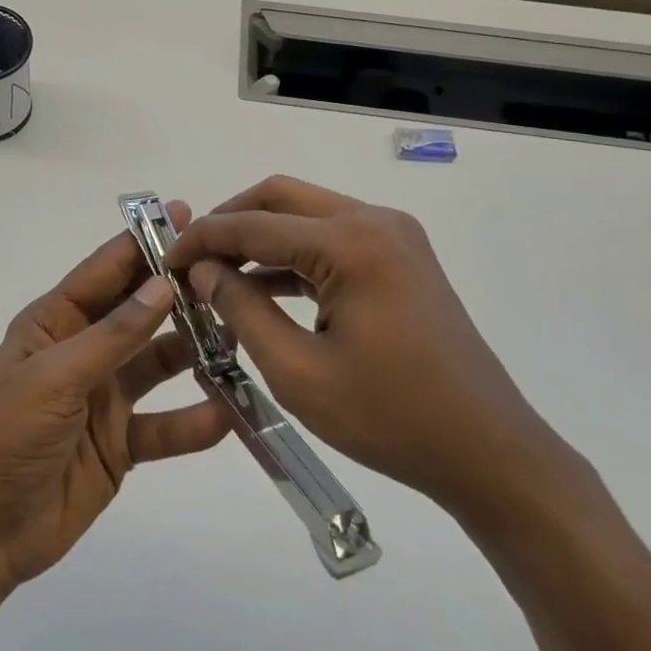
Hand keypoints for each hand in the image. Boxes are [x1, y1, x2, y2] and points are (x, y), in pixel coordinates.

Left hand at [0, 204, 229, 595]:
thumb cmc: (6, 436)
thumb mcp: (55, 377)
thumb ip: (113, 335)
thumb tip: (162, 284)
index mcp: (54, 324)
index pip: (103, 273)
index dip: (141, 243)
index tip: (185, 214)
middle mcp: (82, 352)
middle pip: (136, 313)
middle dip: (176, 293)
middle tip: (228, 273)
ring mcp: (103, 397)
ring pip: (157, 364)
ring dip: (193, 352)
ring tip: (240, 336)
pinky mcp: (120, 443)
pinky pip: (163, 426)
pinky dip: (192, 422)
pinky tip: (227, 414)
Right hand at [165, 176, 568, 520]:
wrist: (488, 452)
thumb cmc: (390, 417)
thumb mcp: (297, 370)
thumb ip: (242, 309)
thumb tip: (202, 270)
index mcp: (350, 242)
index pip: (253, 224)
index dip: (201, 240)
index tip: (162, 260)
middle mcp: (373, 221)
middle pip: (280, 198)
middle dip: (229, 222)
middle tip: (190, 259)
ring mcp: (392, 236)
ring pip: (306, 215)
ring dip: (260, 238)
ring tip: (217, 276)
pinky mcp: (400, 258)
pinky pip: (331, 240)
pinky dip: (292, 257)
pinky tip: (261, 289)